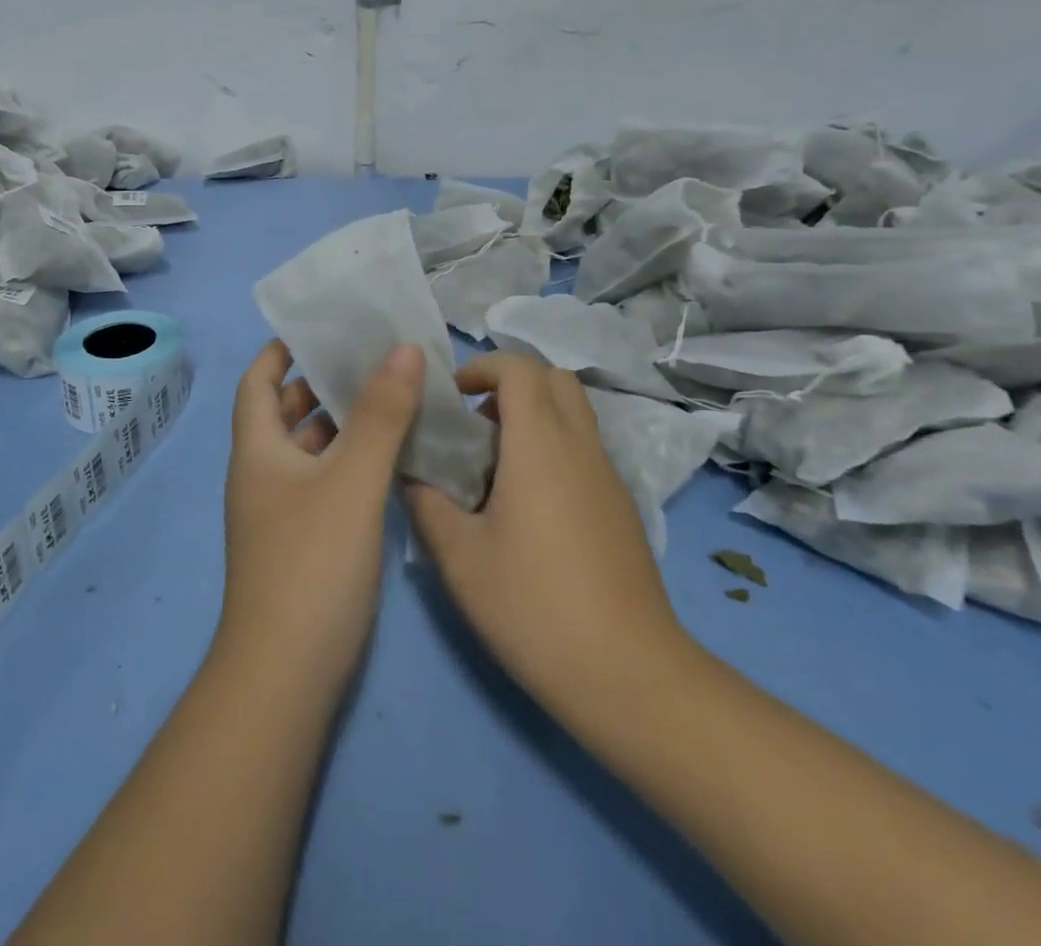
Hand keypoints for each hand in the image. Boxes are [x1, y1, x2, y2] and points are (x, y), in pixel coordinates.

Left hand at [216, 340, 424, 695]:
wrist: (287, 676)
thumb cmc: (312, 564)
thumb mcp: (352, 481)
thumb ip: (381, 415)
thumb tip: (403, 349)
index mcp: (258, 449)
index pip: (258, 379)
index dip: (282, 348)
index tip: (323, 325)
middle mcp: (263, 473)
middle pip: (285, 410)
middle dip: (321, 380)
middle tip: (371, 354)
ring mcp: (281, 509)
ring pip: (309, 447)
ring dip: (341, 420)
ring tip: (390, 393)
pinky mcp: (304, 538)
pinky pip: (325, 479)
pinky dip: (350, 458)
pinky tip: (390, 455)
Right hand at [405, 354, 693, 739]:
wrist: (628, 675)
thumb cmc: (534, 607)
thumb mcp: (460, 559)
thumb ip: (428, 506)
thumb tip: (412, 477)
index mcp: (540, 445)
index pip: (520, 369)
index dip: (483, 366)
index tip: (452, 396)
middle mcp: (580, 447)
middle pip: (554, 378)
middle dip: (511, 383)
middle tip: (474, 422)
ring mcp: (607, 476)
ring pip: (574, 413)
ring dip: (534, 415)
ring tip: (495, 463)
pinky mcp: (620, 506)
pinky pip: (584, 448)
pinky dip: (553, 446)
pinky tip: (527, 504)